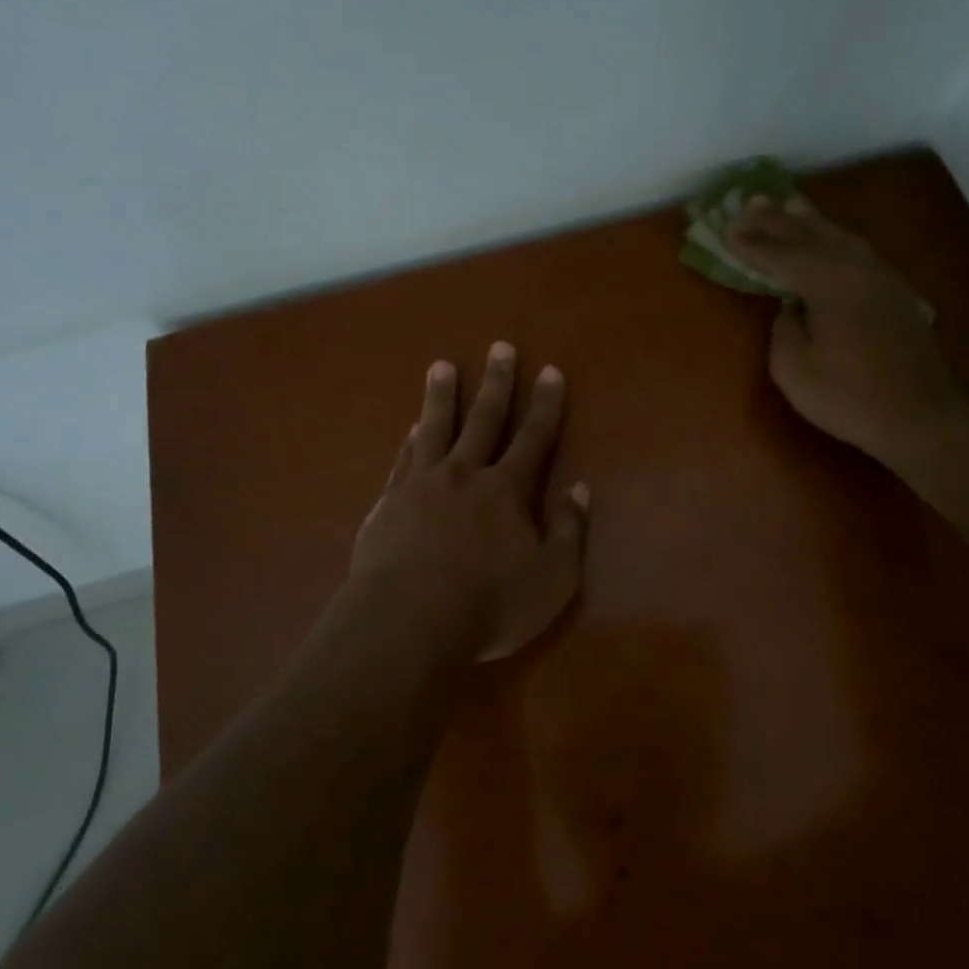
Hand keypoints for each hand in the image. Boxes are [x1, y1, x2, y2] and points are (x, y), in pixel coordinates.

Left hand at [354, 344, 588, 661]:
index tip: (550, 371)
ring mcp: (421, 484)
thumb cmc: (487, 606)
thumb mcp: (550, 581)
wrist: (406, 622)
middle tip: (500, 347)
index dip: (545, 404)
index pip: (533, 437)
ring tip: (441, 366)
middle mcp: (464, 474)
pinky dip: (410, 440)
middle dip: (496, 382)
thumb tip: (580, 489)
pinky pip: (403, 460)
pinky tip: (411, 428)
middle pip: (484, 418)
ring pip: (434, 428)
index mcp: (506, 490)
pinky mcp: (388, 503)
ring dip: (441, 395)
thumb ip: (569, 532)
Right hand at [726, 194, 963, 468]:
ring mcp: (881, 279)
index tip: (727, 228)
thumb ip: (784, 327)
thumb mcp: (793, 368)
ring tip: (790, 205)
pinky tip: (832, 240)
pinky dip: (836, 239)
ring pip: (840, 238)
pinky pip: (858, 252)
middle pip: (811, 236)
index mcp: (828, 282)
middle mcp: (856, 269)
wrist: (921, 417)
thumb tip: (791, 307)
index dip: (752, 243)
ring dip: (811, 222)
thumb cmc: (848, 396)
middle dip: (778, 220)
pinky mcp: (896, 294)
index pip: (781, 255)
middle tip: (751, 202)